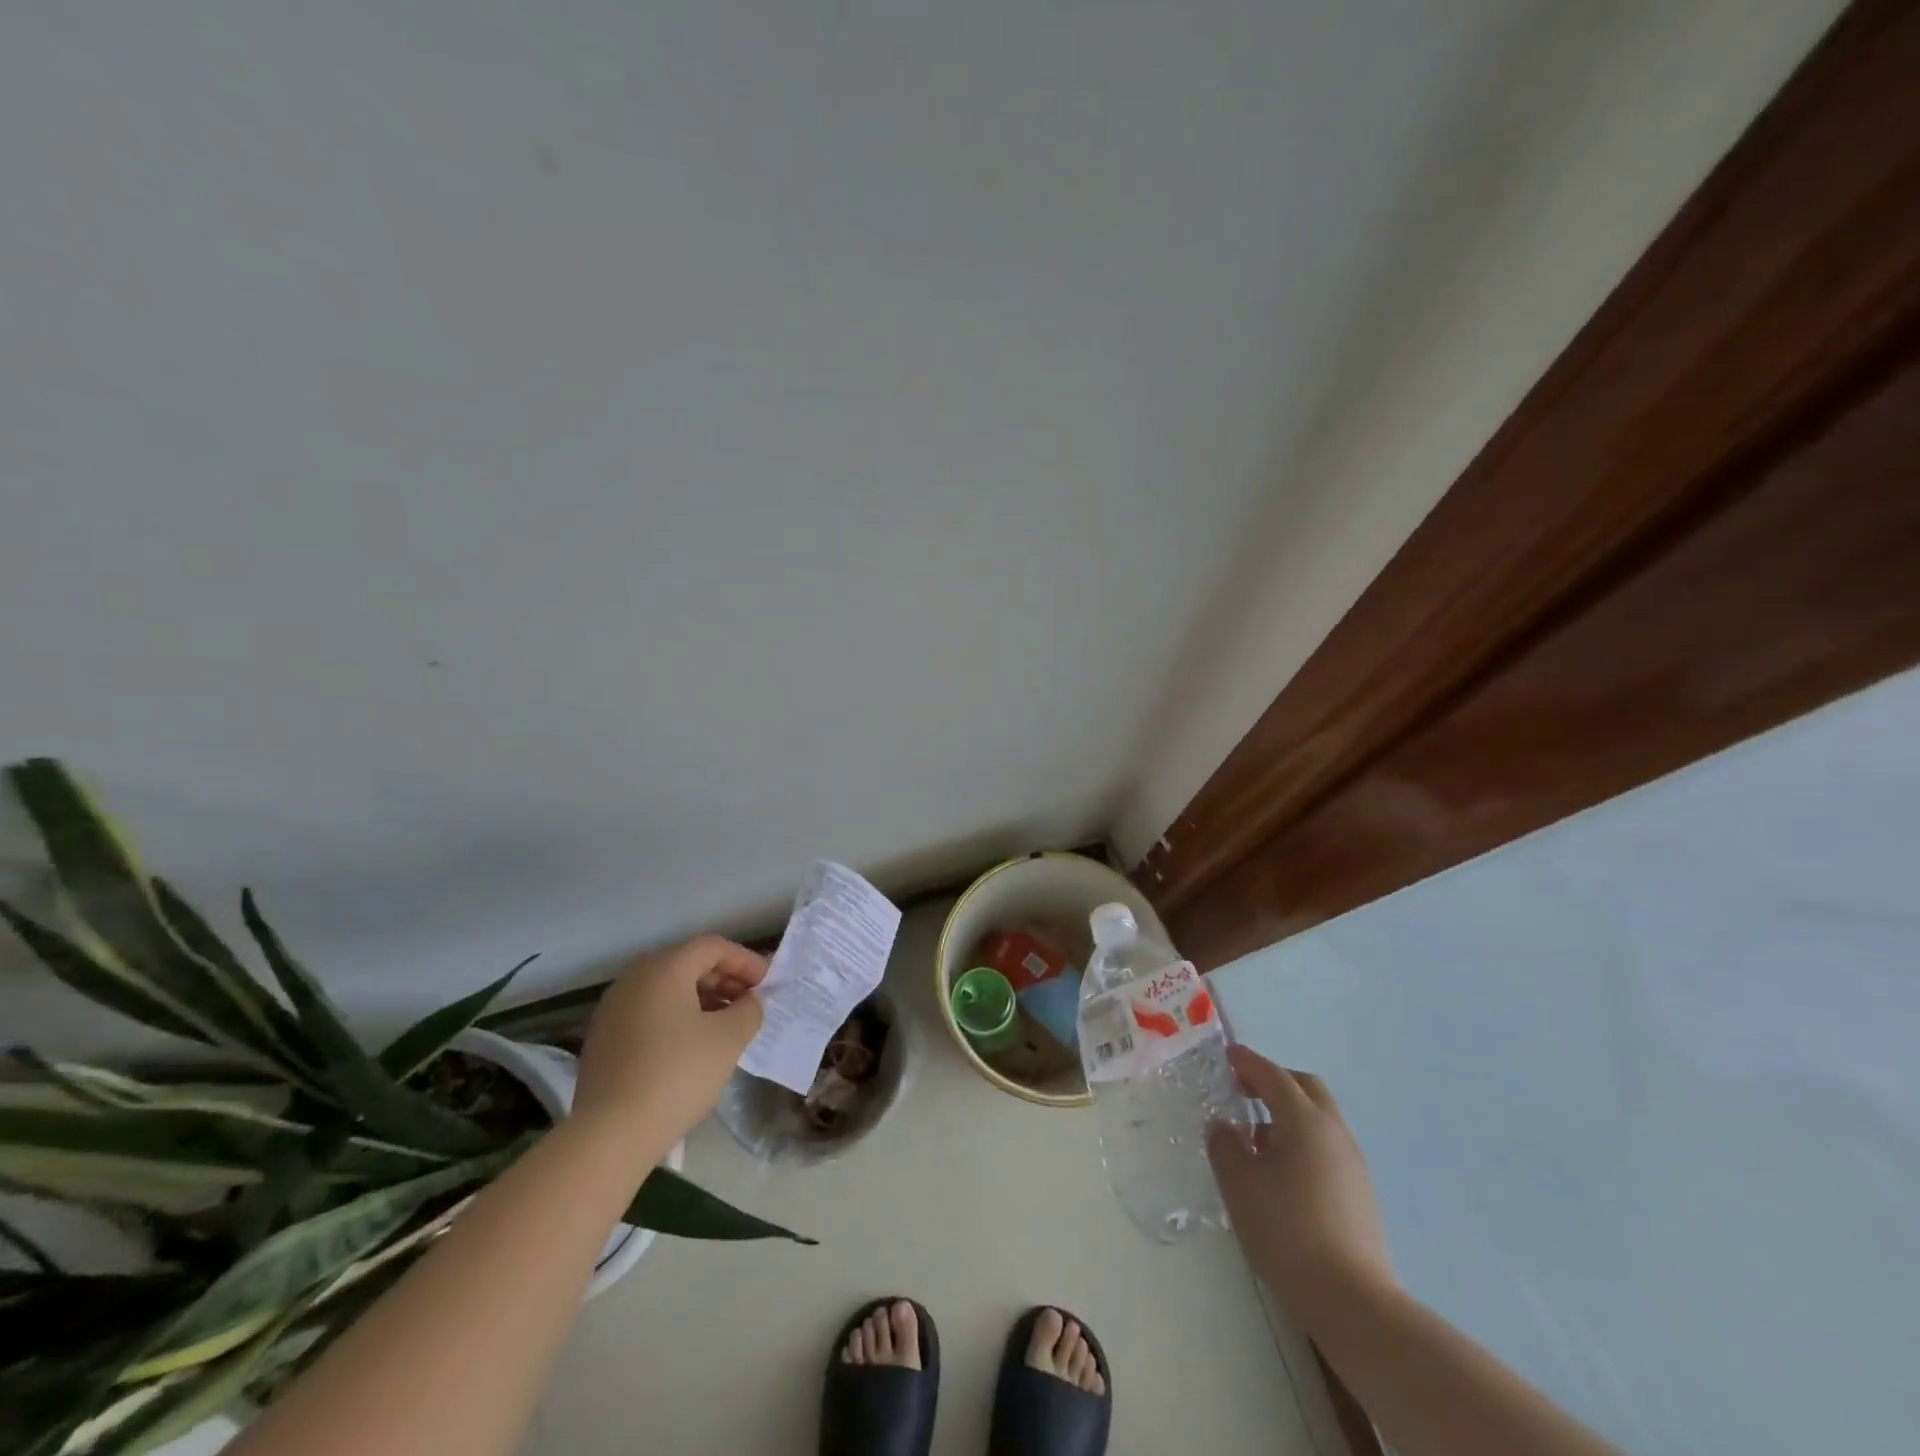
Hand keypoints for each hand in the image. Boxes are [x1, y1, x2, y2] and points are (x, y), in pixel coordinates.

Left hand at [573, 935, 766, 1146]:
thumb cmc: (677, 1074)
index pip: (712, 947)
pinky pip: (648, 1012)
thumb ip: (748, 1010)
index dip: (745, 961)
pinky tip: (692, 1046)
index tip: (767, 984)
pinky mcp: (603, 1038)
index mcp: (664, 968)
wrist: (609, 1134)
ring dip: (701, 999)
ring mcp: (613, 1008)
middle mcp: (634, 978)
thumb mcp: (729, 1039)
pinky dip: (676, 1017)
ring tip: (725, 1026)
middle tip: (749, 1003)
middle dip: (724, 979)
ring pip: (667, 989)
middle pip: (687, 963)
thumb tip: (748, 1002)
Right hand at [1208, 1045, 1394, 1320]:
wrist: (1351, 1300)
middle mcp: (1333, 1131)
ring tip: (1257, 1137)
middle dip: (1274, 1081)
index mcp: (1304, 1120)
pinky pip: (1326, 1145)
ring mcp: (1352, 1162)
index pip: (1273, 1075)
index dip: (1248, 1062)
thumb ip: (1225, 1146)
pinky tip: (1282, 1170)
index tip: (1228, 1055)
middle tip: (1244, 1089)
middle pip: (1305, 1087)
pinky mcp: (1360, 1191)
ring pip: (1319, 1117)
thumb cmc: (1287, 1230)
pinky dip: (1302, 1139)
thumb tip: (1224, 1126)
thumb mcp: (1239, 1184)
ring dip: (1289, 1112)